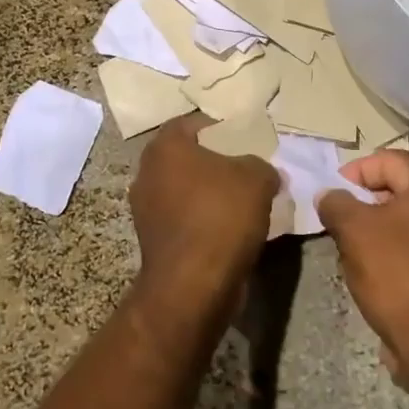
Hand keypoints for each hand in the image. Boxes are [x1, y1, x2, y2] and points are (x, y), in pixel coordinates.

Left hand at [128, 115, 278, 320]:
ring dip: (206, 194)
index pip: (189, 123)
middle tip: (243, 168)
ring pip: (182, 190)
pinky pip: (182, 219)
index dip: (217, 128)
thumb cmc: (221, 216)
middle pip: (184, 157)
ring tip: (241, 201)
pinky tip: (228, 229)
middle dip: (212, 162)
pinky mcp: (152, 241)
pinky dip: (201, 220)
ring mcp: (144, 209)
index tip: (241, 138)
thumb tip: (264, 172)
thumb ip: (261, 166)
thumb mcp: (257, 178)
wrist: (193, 284)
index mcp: (165, 148)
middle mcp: (147, 173)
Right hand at [317, 150, 408, 395]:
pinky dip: (392, 249)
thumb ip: (336, 203)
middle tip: (338, 218)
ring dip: (376, 227)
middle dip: (364, 200)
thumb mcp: (354, 230)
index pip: (390, 159)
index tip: (332, 192)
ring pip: (406, 219)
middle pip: (399, 188)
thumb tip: (329, 195)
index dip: (356, 170)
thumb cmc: (396, 273)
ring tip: (350, 246)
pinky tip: (372, 270)